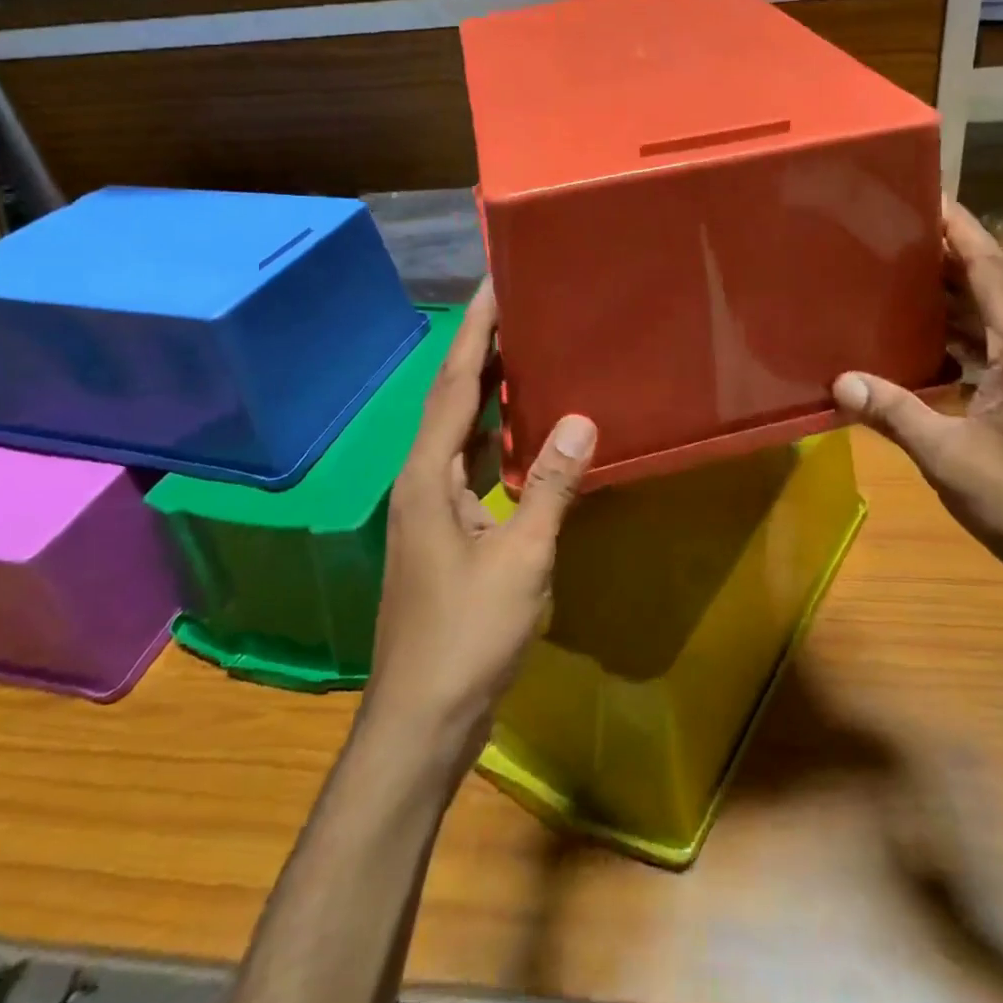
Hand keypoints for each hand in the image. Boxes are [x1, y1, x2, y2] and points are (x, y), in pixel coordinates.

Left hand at [367, 282, 596, 761]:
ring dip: (488, 391)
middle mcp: (421, 481)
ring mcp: (431, 509)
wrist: (422, 720)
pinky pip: (472, 465)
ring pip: (461, 432)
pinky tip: (524, 431)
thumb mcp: (520, 560)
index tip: (495, 283)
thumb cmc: (467, 638)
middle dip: (481, 350)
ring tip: (526, 351)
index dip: (474, 332)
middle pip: (452, 399)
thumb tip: (581, 419)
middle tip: (519, 306)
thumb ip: (551, 486)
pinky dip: (496, 437)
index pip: (454, 385)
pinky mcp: (447, 533)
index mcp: (429, 477)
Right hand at [832, 201, 1002, 604]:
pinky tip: (912, 347)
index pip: (990, 266)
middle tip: (887, 232)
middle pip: (987, 284)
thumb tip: (841, 380)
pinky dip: (949, 340)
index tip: (923, 192)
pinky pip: (982, 353)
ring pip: (985, 319)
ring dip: (945, 296)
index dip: (958, 226)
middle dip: (943, 253)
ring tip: (890, 277)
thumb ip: (896, 415)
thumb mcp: (954, 460)